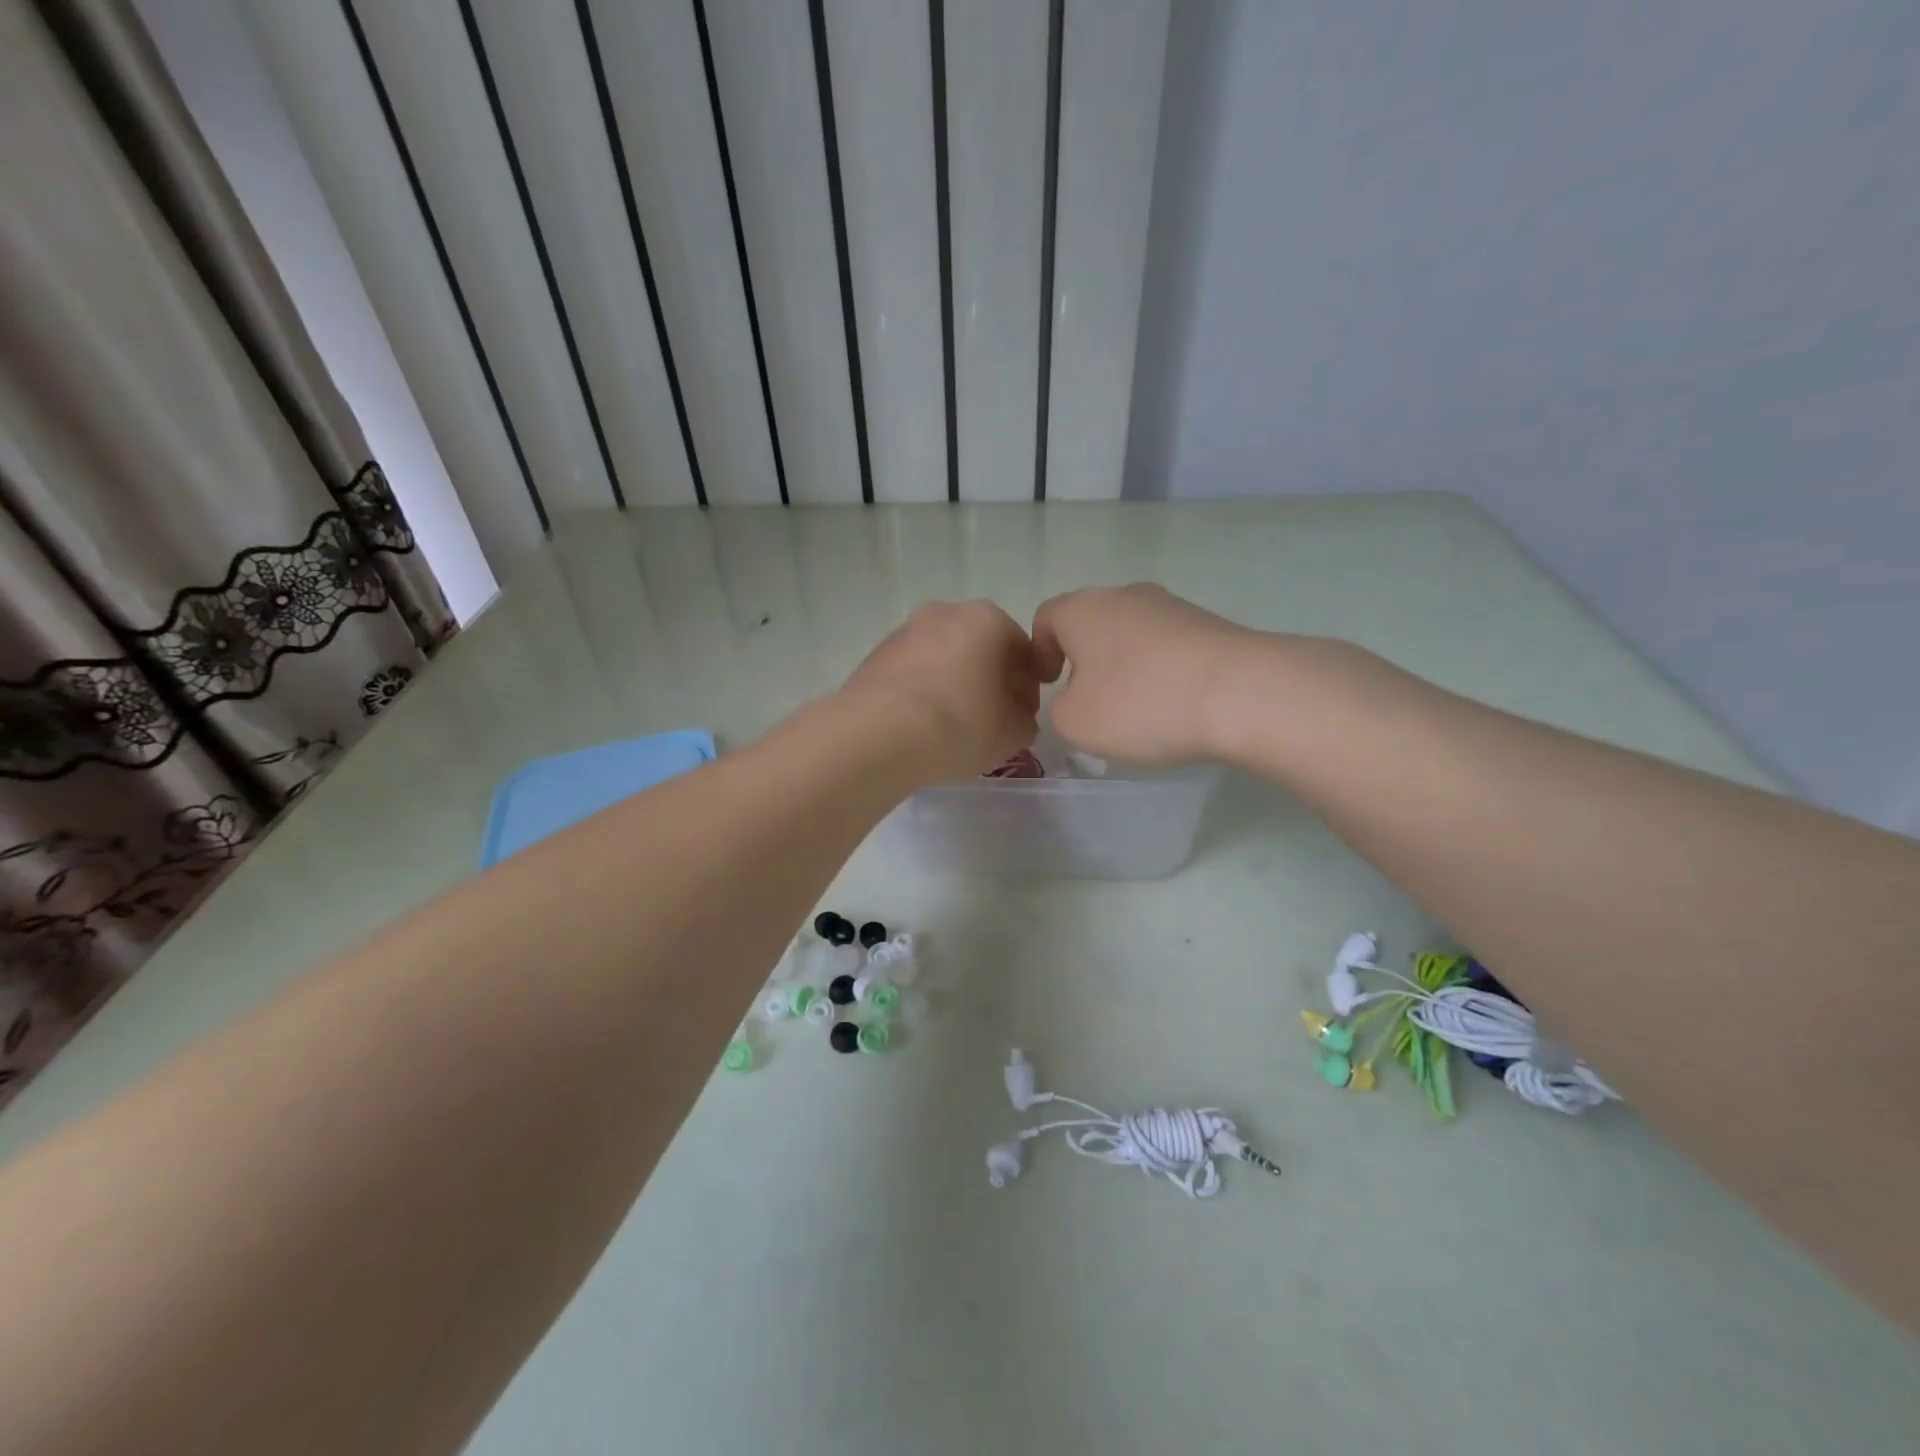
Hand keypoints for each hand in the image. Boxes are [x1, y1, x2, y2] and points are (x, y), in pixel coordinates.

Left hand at [839, 600, 1040, 781]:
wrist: (877, 736)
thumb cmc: (960, 725)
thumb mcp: (1013, 733)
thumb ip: (1025, 721)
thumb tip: (1015, 718)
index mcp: (988, 619)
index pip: (1023, 651)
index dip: (1028, 688)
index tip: (1022, 718)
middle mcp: (945, 612)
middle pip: (980, 649)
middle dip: (988, 682)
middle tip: (989, 723)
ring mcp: (904, 631)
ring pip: (943, 660)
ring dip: (953, 686)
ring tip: (951, 730)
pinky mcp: (874, 656)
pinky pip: (912, 675)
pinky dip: (922, 694)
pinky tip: (920, 728)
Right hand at [1031, 585, 1257, 765]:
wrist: (1241, 694)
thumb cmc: (1139, 704)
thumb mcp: (1074, 722)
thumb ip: (1060, 708)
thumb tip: (1078, 698)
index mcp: (1083, 609)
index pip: (1045, 618)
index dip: (1039, 652)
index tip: (1049, 686)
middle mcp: (1126, 595)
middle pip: (1092, 624)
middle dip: (1085, 660)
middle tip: (1090, 702)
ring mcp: (1173, 607)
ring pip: (1132, 635)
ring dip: (1126, 667)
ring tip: (1137, 711)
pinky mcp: (1211, 625)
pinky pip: (1169, 648)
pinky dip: (1162, 673)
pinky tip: (1174, 707)